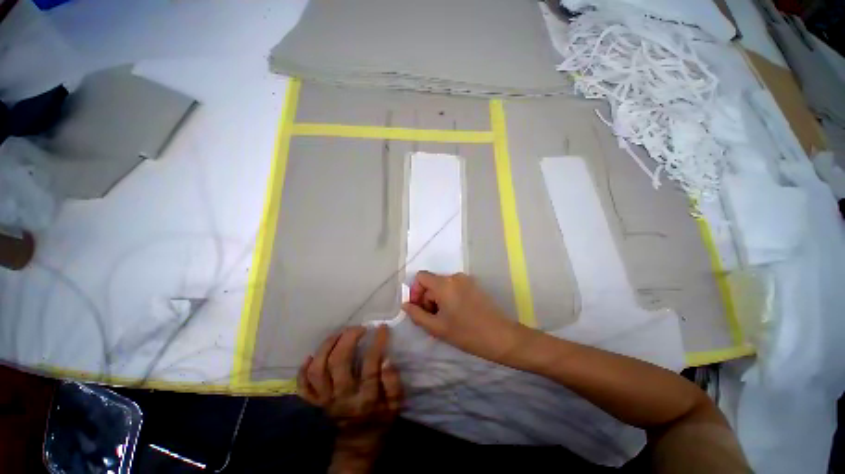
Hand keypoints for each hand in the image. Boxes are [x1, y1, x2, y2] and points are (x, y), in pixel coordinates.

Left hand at [298, 326, 402, 473]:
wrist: (358, 444)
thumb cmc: (380, 419)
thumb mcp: (395, 404)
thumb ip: (392, 382)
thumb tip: (386, 359)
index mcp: (365, 398)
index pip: (370, 365)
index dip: (376, 343)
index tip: (381, 327)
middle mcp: (342, 397)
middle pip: (338, 363)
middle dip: (347, 339)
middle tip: (358, 328)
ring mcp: (325, 400)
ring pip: (318, 370)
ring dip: (326, 347)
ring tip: (338, 334)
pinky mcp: (315, 402)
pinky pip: (303, 386)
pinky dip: (303, 371)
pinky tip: (312, 356)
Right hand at [401, 271, 530, 363]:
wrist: (501, 336)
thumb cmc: (466, 333)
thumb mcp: (437, 327)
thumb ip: (417, 314)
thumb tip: (405, 304)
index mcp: (444, 284)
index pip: (421, 277)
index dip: (415, 291)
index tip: (419, 308)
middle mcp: (454, 276)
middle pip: (432, 282)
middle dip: (427, 298)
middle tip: (432, 319)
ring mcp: (466, 279)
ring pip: (442, 285)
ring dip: (438, 299)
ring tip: (444, 319)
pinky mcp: (474, 285)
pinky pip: (454, 287)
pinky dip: (449, 297)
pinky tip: (455, 314)